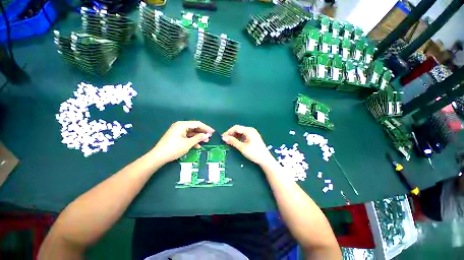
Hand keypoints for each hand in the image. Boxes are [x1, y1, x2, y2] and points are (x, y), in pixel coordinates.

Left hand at [152, 121, 213, 163]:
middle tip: (209, 138)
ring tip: (205, 142)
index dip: (206, 128)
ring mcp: (178, 131)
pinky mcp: (177, 136)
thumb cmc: (174, 149)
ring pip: (191, 132)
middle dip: (202, 133)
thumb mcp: (188, 143)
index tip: (213, 132)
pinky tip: (197, 146)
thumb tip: (207, 135)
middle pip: (194, 127)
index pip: (197, 124)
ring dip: (198, 137)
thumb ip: (198, 138)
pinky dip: (193, 140)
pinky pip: (187, 136)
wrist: (158, 157)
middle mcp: (180, 126)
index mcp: (182, 125)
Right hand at [222, 125, 274, 165]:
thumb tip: (224, 138)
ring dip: (234, 136)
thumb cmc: (254, 153)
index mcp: (249, 130)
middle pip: (238, 129)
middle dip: (231, 134)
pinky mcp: (252, 137)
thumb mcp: (242, 147)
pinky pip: (243, 135)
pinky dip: (238, 138)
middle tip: (225, 140)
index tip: (223, 137)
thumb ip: (233, 141)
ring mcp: (252, 133)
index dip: (228, 132)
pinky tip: (235, 142)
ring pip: (240, 132)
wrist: (265, 159)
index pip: (236, 128)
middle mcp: (250, 130)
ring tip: (229, 142)